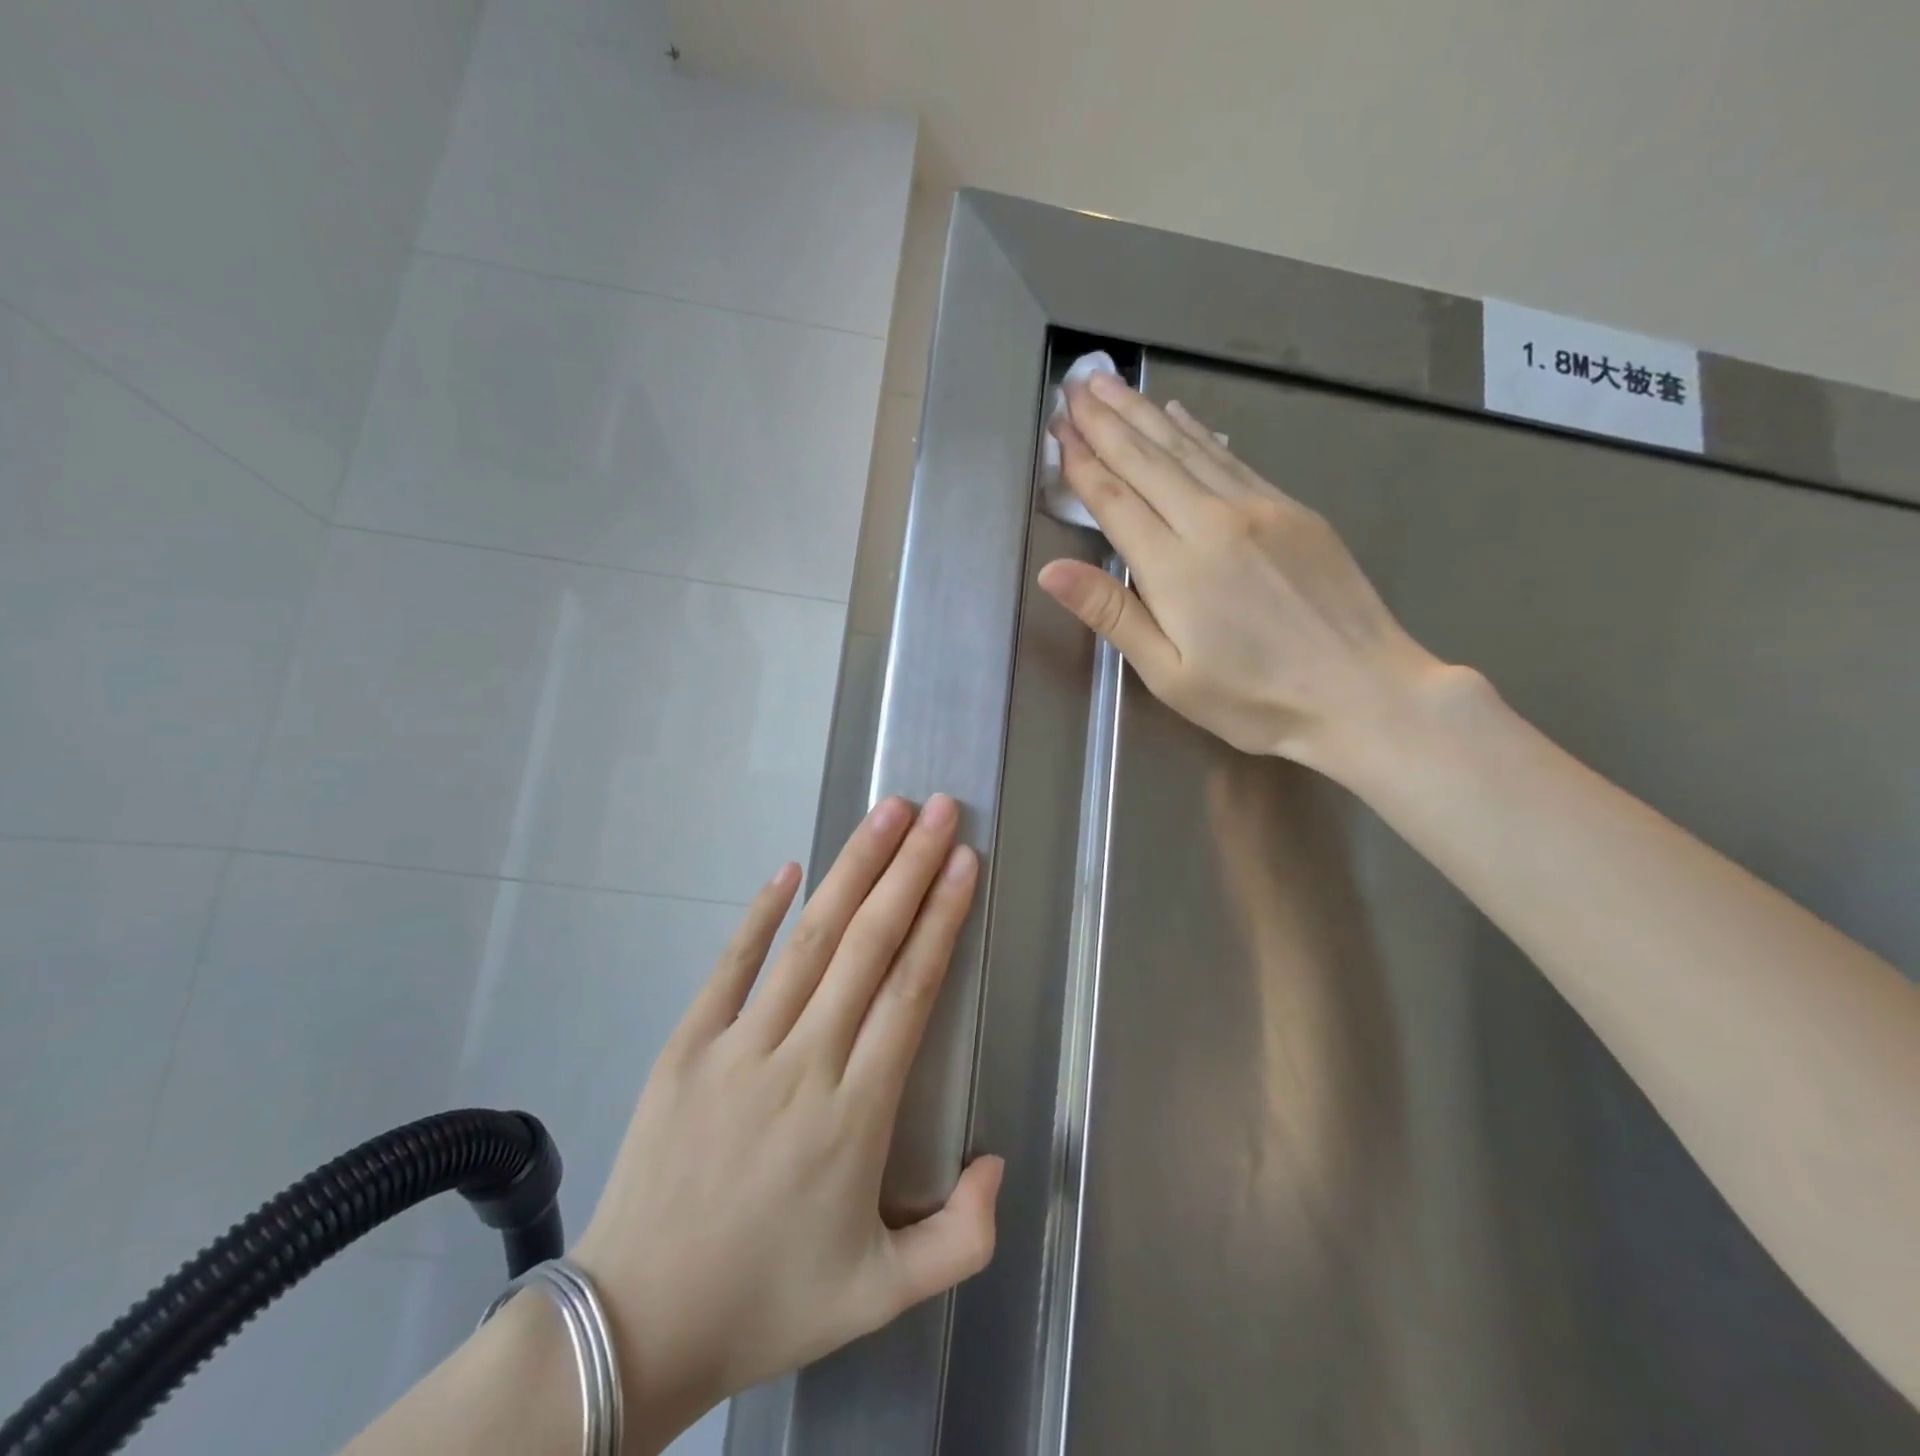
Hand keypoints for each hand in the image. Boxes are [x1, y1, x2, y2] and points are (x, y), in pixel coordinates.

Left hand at [571, 795, 1001, 1448]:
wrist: (637, 1326)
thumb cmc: (767, 1302)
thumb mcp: (881, 1298)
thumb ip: (960, 1238)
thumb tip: (998, 1161)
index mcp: (854, 1115)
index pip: (910, 990)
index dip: (941, 918)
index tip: (964, 861)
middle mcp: (802, 1063)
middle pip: (868, 945)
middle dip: (909, 868)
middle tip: (941, 810)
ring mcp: (738, 1049)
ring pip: (809, 940)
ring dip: (852, 870)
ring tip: (886, 814)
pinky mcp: (686, 1047)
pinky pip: (730, 966)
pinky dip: (760, 913)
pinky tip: (789, 867)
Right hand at [1039, 373, 1454, 777]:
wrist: (1365, 693)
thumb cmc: (1255, 700)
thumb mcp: (1169, 674)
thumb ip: (1112, 614)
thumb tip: (1051, 571)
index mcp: (1176, 568)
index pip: (1116, 501)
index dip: (1084, 464)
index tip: (1060, 430)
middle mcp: (1213, 522)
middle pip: (1149, 461)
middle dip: (1108, 422)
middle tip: (1077, 386)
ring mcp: (1259, 509)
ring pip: (1189, 449)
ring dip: (1146, 414)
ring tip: (1113, 386)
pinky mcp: (1293, 509)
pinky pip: (1231, 458)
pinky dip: (1198, 433)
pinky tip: (1180, 415)